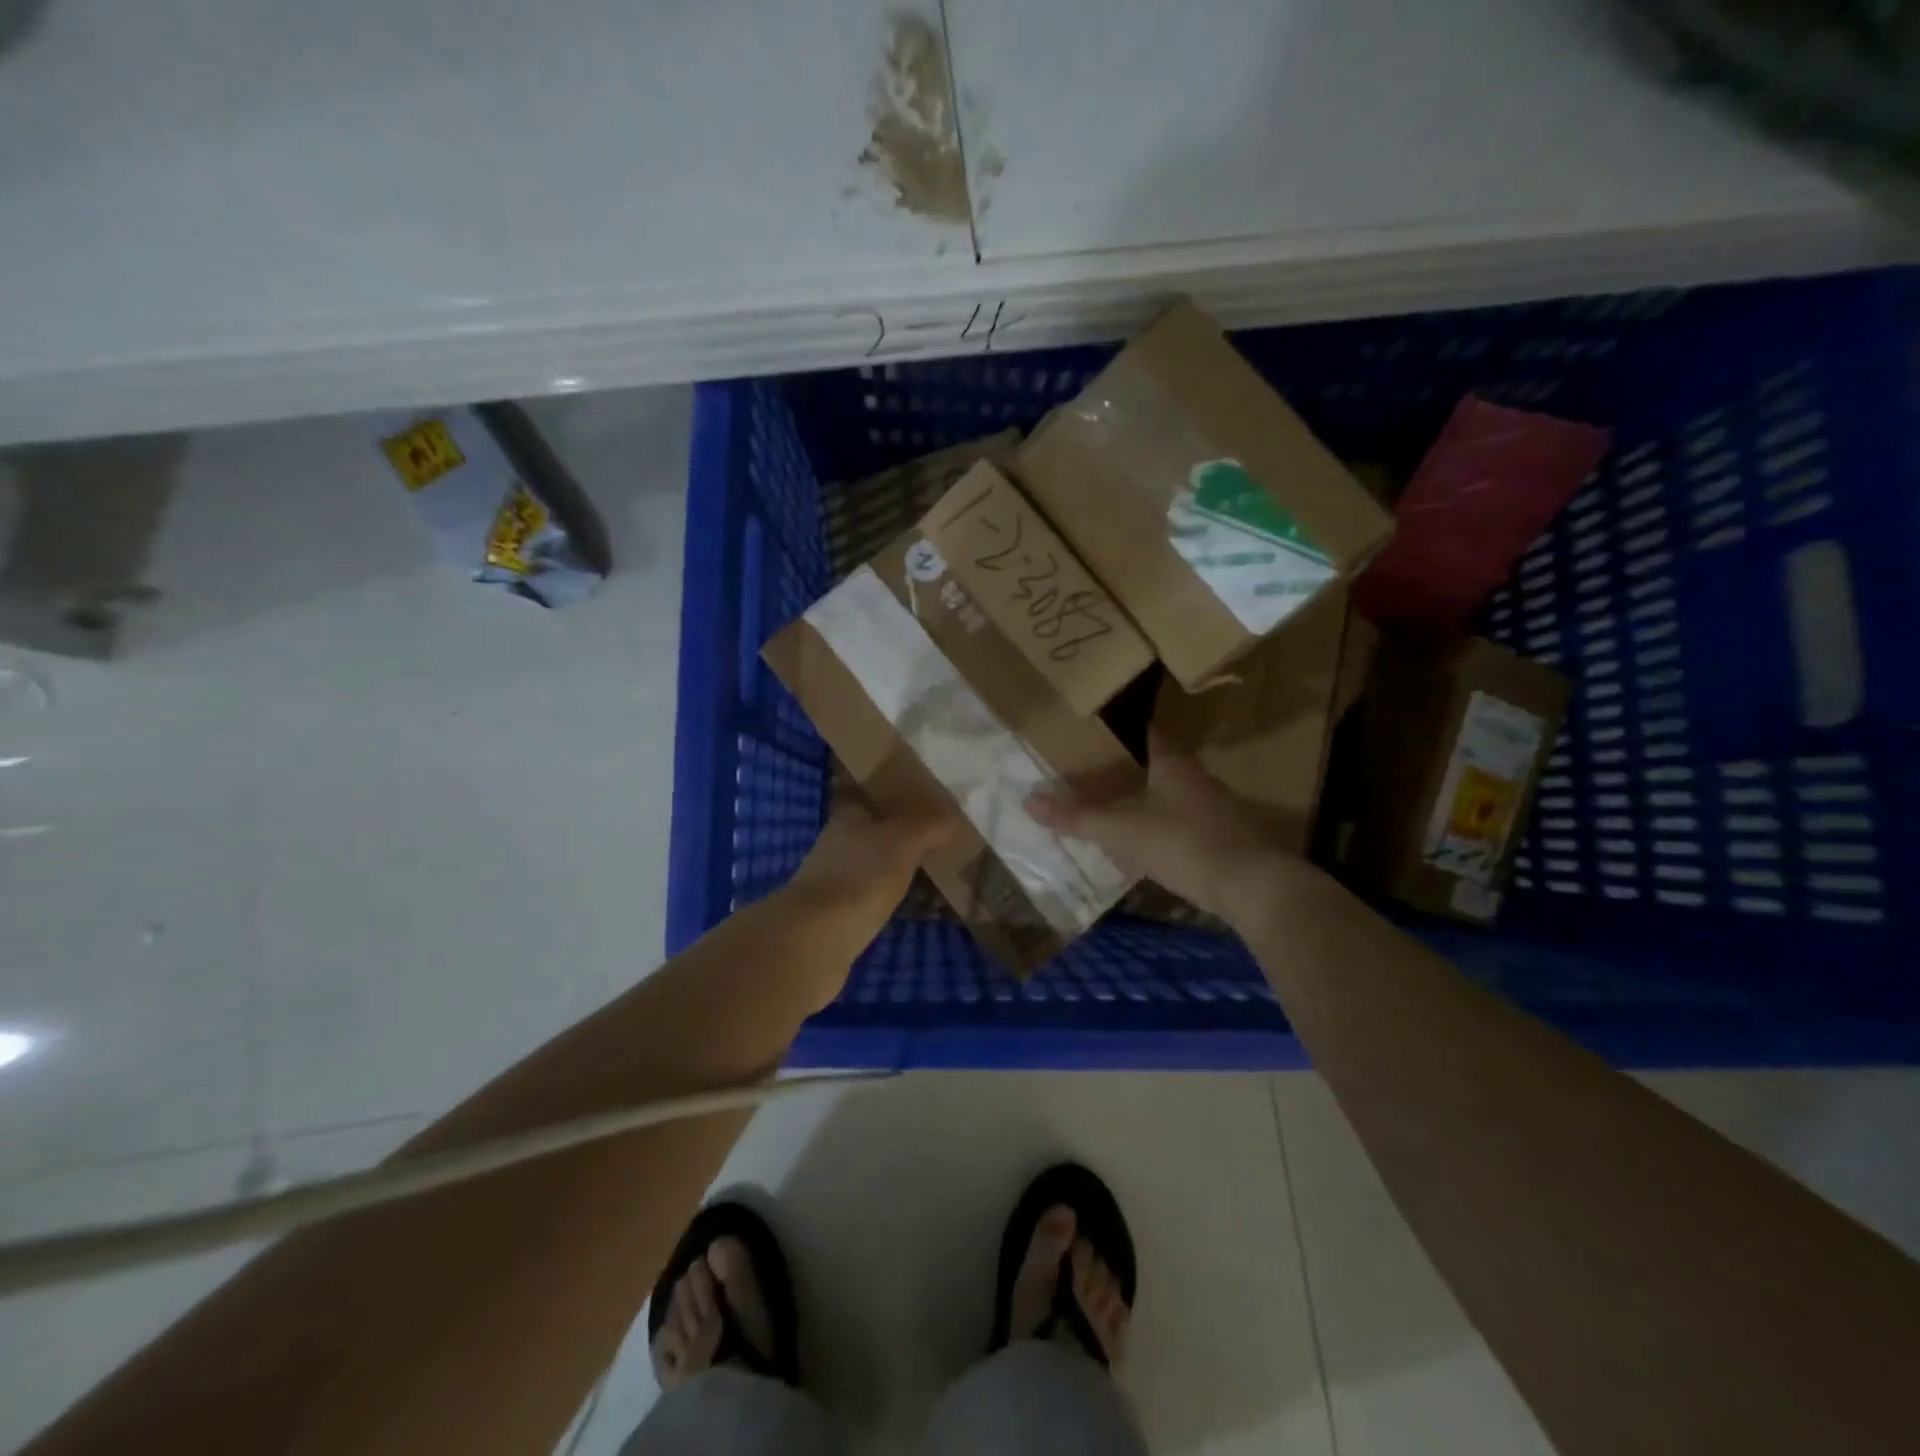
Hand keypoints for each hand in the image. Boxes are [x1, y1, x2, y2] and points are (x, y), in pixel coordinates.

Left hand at [785, 803, 956, 943]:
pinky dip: (890, 900)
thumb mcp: (903, 840)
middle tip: (941, 841)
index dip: (896, 798)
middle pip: (873, 833)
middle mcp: (837, 844)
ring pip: (873, 867)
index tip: (927, 804)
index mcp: (848, 817)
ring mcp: (834, 882)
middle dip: (901, 837)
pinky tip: (913, 906)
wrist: (816, 939)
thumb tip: (953, 814)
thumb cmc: (860, 875)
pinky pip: (872, 899)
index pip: (871, 797)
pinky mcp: (837, 917)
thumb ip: (929, 824)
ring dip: (896, 870)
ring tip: (934, 875)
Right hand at [1026, 733, 1304, 922]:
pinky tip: (1151, 846)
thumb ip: (1077, 817)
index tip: (1095, 734)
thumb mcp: (1120, 831)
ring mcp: (1218, 808)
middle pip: (1160, 765)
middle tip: (1097, 774)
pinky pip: (1187, 824)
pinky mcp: (1227, 838)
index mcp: (1173, 763)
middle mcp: (1198, 778)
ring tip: (1118, 809)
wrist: (1252, 885)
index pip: (1146, 733)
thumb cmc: (1182, 843)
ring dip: (1150, 801)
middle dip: (1132, 769)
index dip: (1120, 732)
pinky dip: (1167, 829)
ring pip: (1175, 796)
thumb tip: (1028, 800)